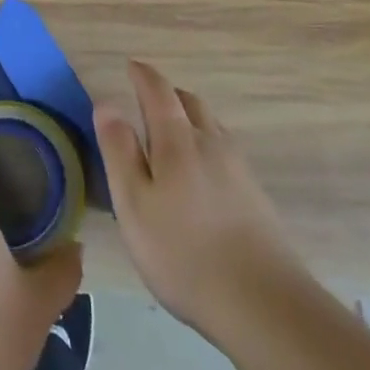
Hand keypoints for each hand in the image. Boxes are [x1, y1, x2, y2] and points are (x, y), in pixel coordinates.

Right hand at [94, 59, 305, 346]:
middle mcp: (211, 142)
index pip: (158, 92)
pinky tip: (200, 172)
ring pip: (210, 125)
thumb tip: (106, 104)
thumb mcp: (134, 204)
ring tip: (171, 134)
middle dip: (167, 94)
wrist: (263, 303)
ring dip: (189, 118)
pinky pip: (224, 150)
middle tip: (147, 100)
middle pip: (190, 102)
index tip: (131, 66)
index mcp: (177, 140)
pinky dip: (205, 143)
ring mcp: (238, 168)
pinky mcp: (255, 194)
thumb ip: (119, 151)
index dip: (143, 75)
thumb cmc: (183, 252)